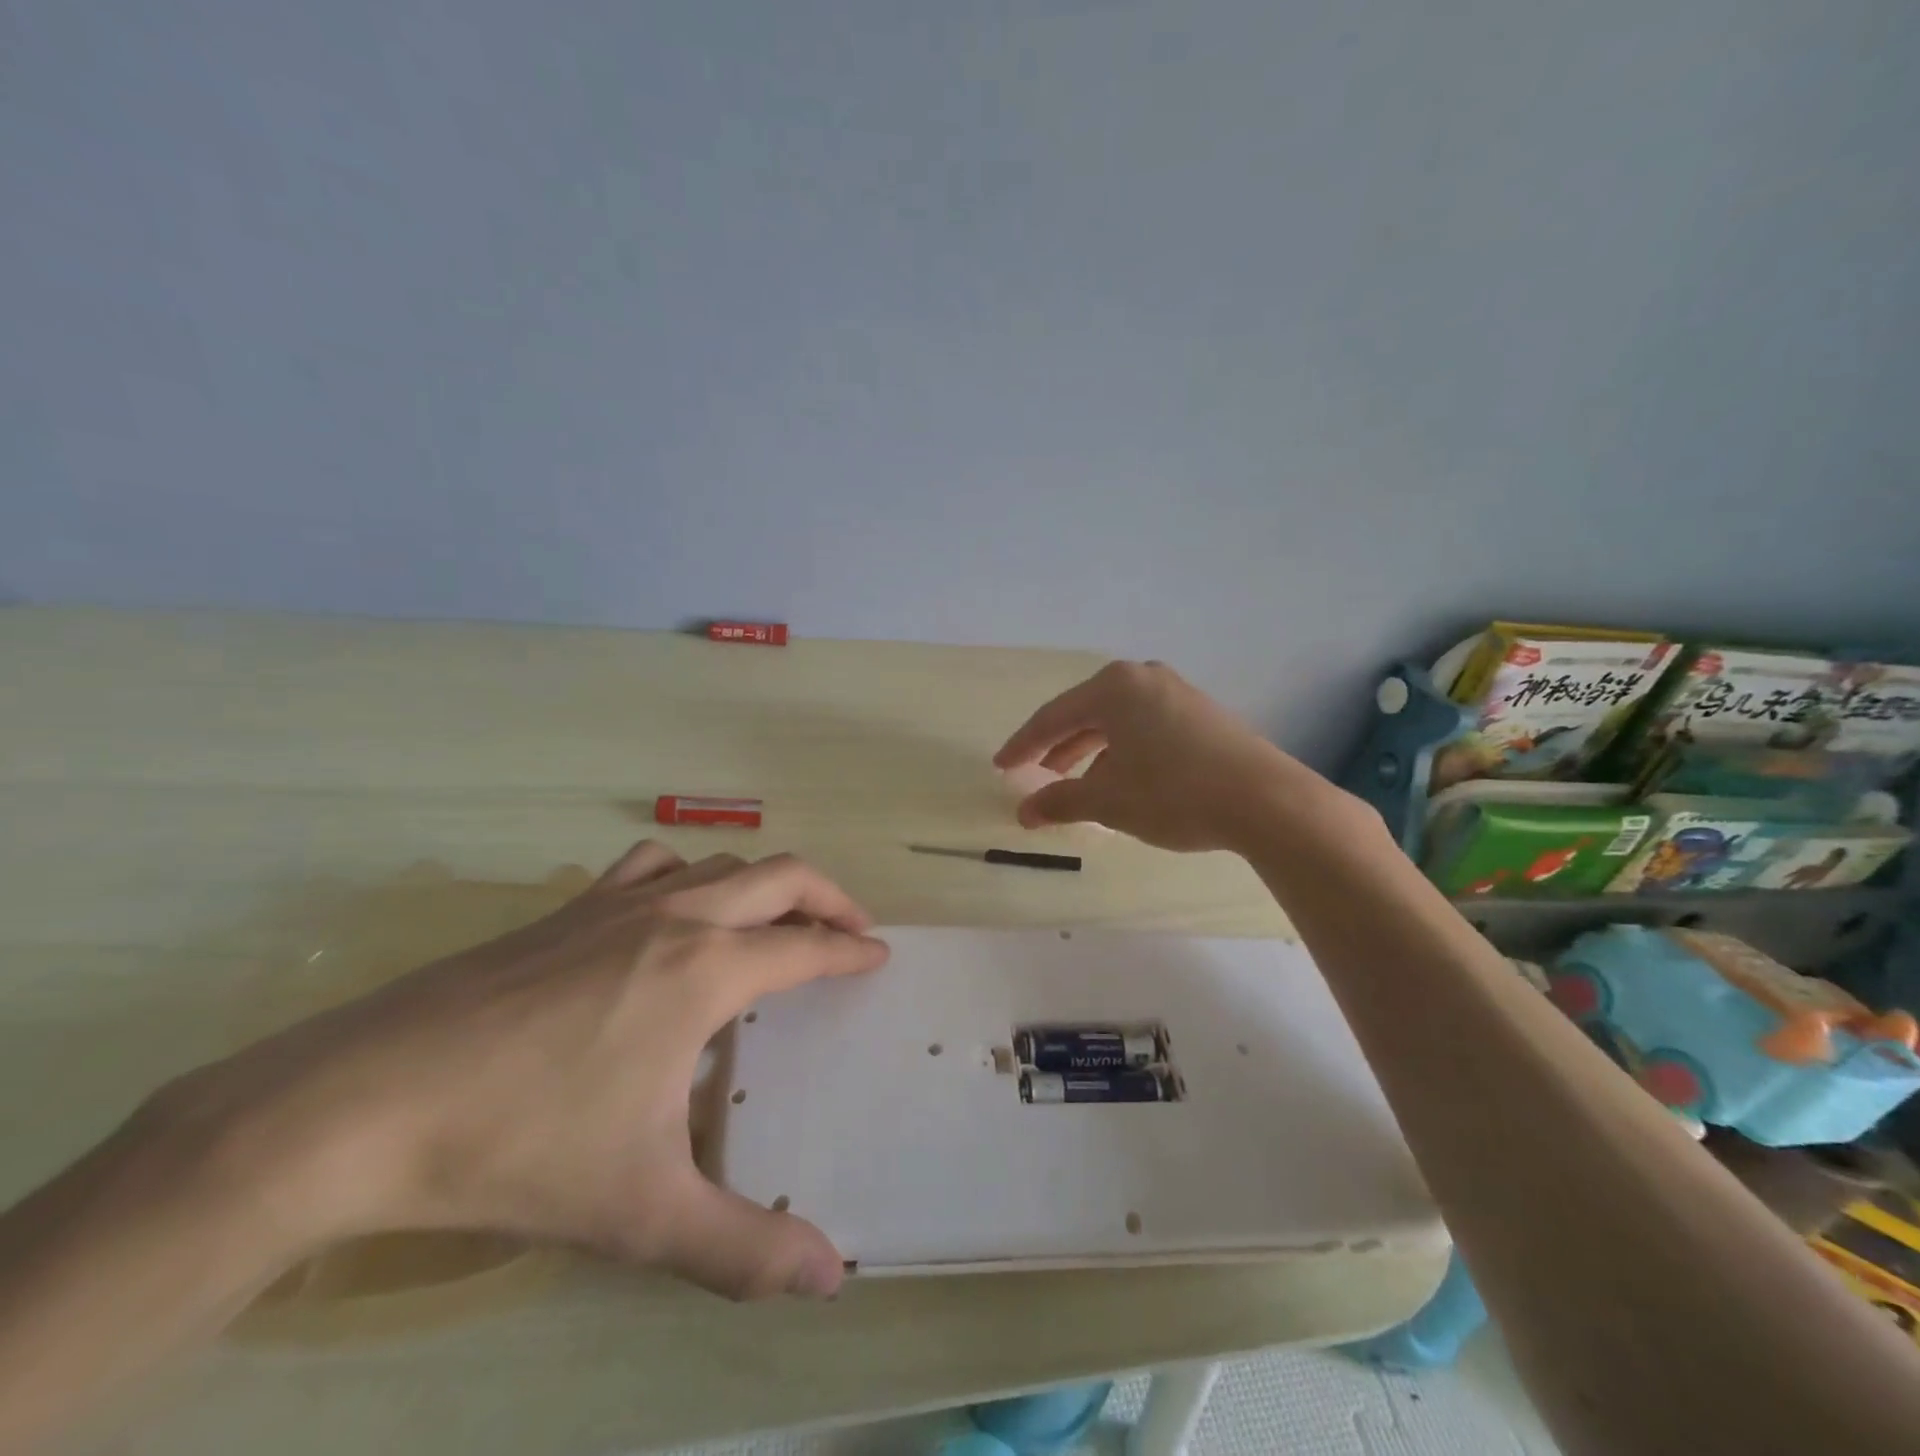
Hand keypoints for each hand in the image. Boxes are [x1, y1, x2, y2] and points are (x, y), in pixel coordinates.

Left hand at [144, 845, 888, 1301]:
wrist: (360, 1105)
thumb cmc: (519, 1147)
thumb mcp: (640, 1211)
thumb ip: (742, 1247)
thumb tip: (830, 1279)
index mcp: (707, 970)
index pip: (806, 946)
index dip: (851, 950)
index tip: (879, 956)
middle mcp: (676, 916)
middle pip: (780, 876)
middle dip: (828, 896)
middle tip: (850, 929)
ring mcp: (617, 902)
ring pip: (719, 863)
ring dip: (763, 883)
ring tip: (774, 922)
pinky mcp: (566, 908)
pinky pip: (651, 866)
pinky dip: (688, 874)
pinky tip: (671, 911)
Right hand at [995, 660, 1330, 852]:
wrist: (1265, 800)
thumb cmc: (1173, 793)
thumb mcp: (1109, 801)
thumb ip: (1060, 802)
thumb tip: (1024, 812)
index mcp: (1114, 687)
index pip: (1053, 716)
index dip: (1023, 745)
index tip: (1001, 767)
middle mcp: (1143, 678)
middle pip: (1085, 713)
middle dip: (1058, 748)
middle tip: (1037, 775)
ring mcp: (1176, 692)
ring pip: (1117, 722)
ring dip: (1090, 753)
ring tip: (1077, 785)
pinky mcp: (1200, 713)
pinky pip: (1144, 727)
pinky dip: (1123, 751)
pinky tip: (1122, 780)